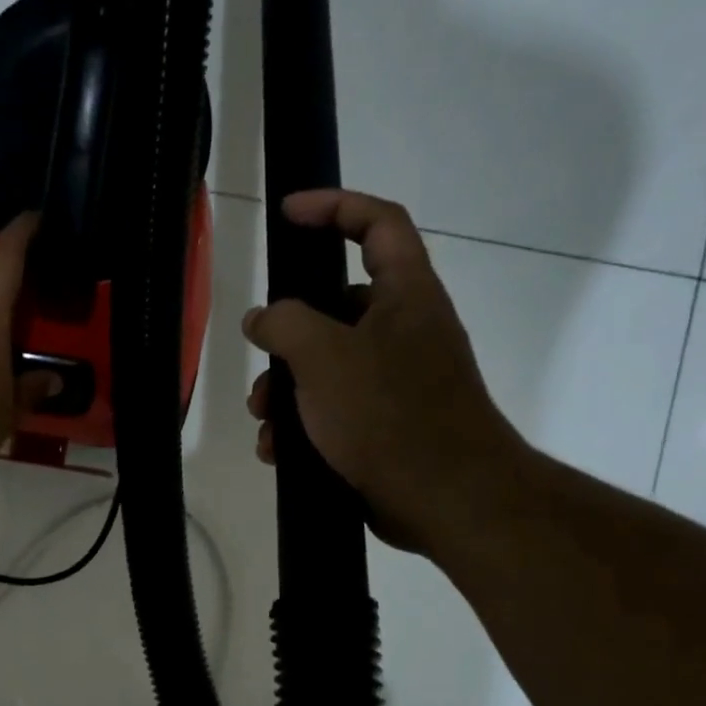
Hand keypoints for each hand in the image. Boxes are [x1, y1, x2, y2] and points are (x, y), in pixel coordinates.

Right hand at [244, 188, 525, 551]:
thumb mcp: (323, 356)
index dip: (334, 206)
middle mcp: (405, 329)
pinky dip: (303, 425)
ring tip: (263, 421)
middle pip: (336, 306)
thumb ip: (284, 323)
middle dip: (288, 334)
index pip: (378, 222)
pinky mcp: (387, 425)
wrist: (445, 499)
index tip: (287, 214)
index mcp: (405, 294)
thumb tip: (261, 318)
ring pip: (328, 365)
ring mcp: (398, 380)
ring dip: (287, 390)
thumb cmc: (387, 413)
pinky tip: (278, 450)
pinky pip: (335, 409)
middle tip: (260, 358)